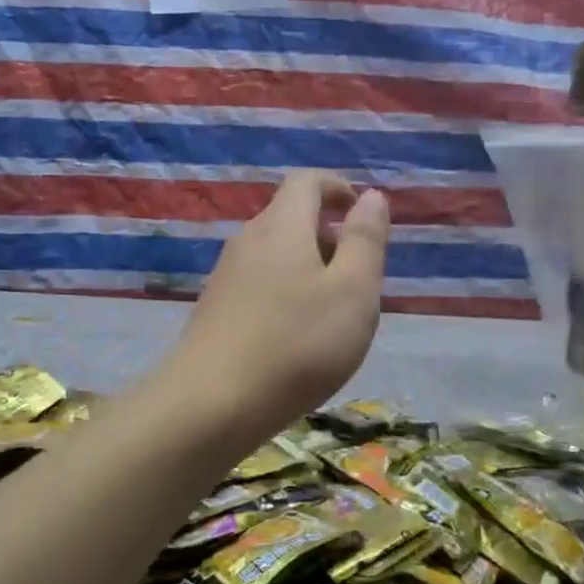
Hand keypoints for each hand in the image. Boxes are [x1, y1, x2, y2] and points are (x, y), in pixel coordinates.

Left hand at [169, 171, 390, 437]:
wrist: (212, 403)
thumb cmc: (297, 344)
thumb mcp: (353, 291)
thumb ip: (365, 240)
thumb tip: (371, 197)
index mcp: (282, 225)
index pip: (307, 180)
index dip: (338, 187)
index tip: (360, 214)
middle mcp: (248, 240)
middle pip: (289, 216)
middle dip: (327, 233)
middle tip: (356, 276)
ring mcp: (225, 274)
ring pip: (274, 252)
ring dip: (307, 265)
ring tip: (331, 311)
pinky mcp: (215, 308)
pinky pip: (258, 281)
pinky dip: (284, 290)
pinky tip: (295, 334)